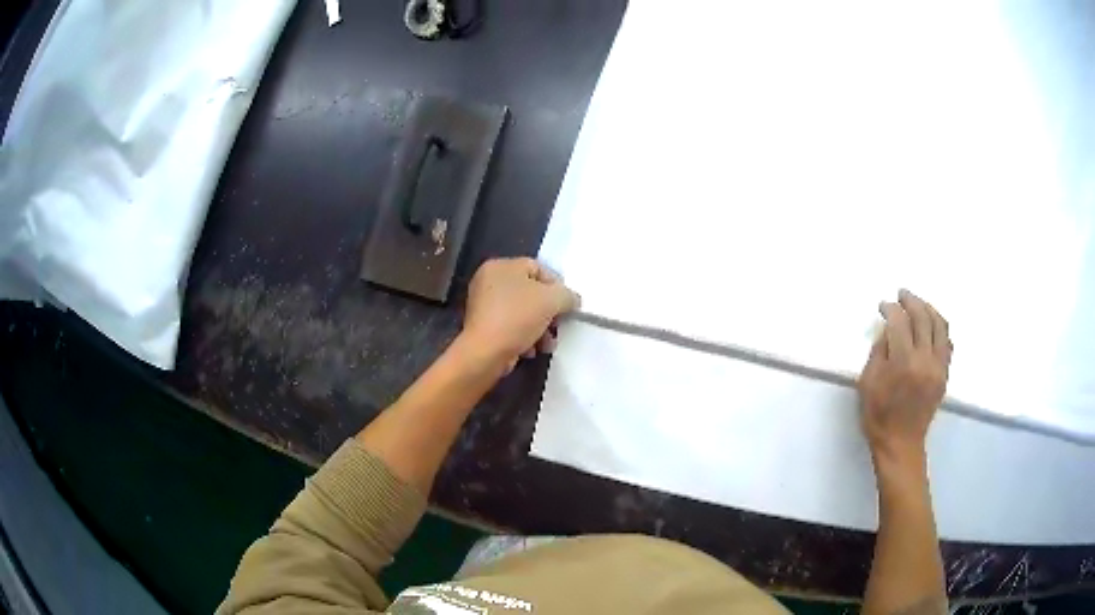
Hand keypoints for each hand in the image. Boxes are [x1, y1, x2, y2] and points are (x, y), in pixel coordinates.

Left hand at [461, 258, 579, 370]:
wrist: (486, 353)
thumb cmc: (517, 317)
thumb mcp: (551, 300)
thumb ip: (567, 295)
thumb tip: (572, 300)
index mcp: (501, 266)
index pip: (537, 268)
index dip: (557, 285)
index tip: (567, 304)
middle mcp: (488, 281)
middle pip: (530, 292)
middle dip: (549, 311)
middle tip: (558, 325)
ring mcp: (483, 306)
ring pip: (522, 312)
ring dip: (539, 328)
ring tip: (547, 344)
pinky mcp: (483, 328)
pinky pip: (510, 327)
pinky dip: (523, 337)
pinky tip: (530, 349)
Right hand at [858, 289, 951, 467]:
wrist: (900, 444)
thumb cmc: (879, 416)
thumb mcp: (868, 383)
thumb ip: (879, 352)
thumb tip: (888, 329)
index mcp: (903, 362)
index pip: (899, 322)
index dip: (890, 309)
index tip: (883, 305)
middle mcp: (925, 359)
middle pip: (922, 317)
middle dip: (911, 301)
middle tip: (901, 294)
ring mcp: (938, 366)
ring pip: (940, 326)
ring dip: (928, 309)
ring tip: (918, 304)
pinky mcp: (945, 374)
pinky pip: (947, 342)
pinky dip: (940, 327)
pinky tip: (931, 325)